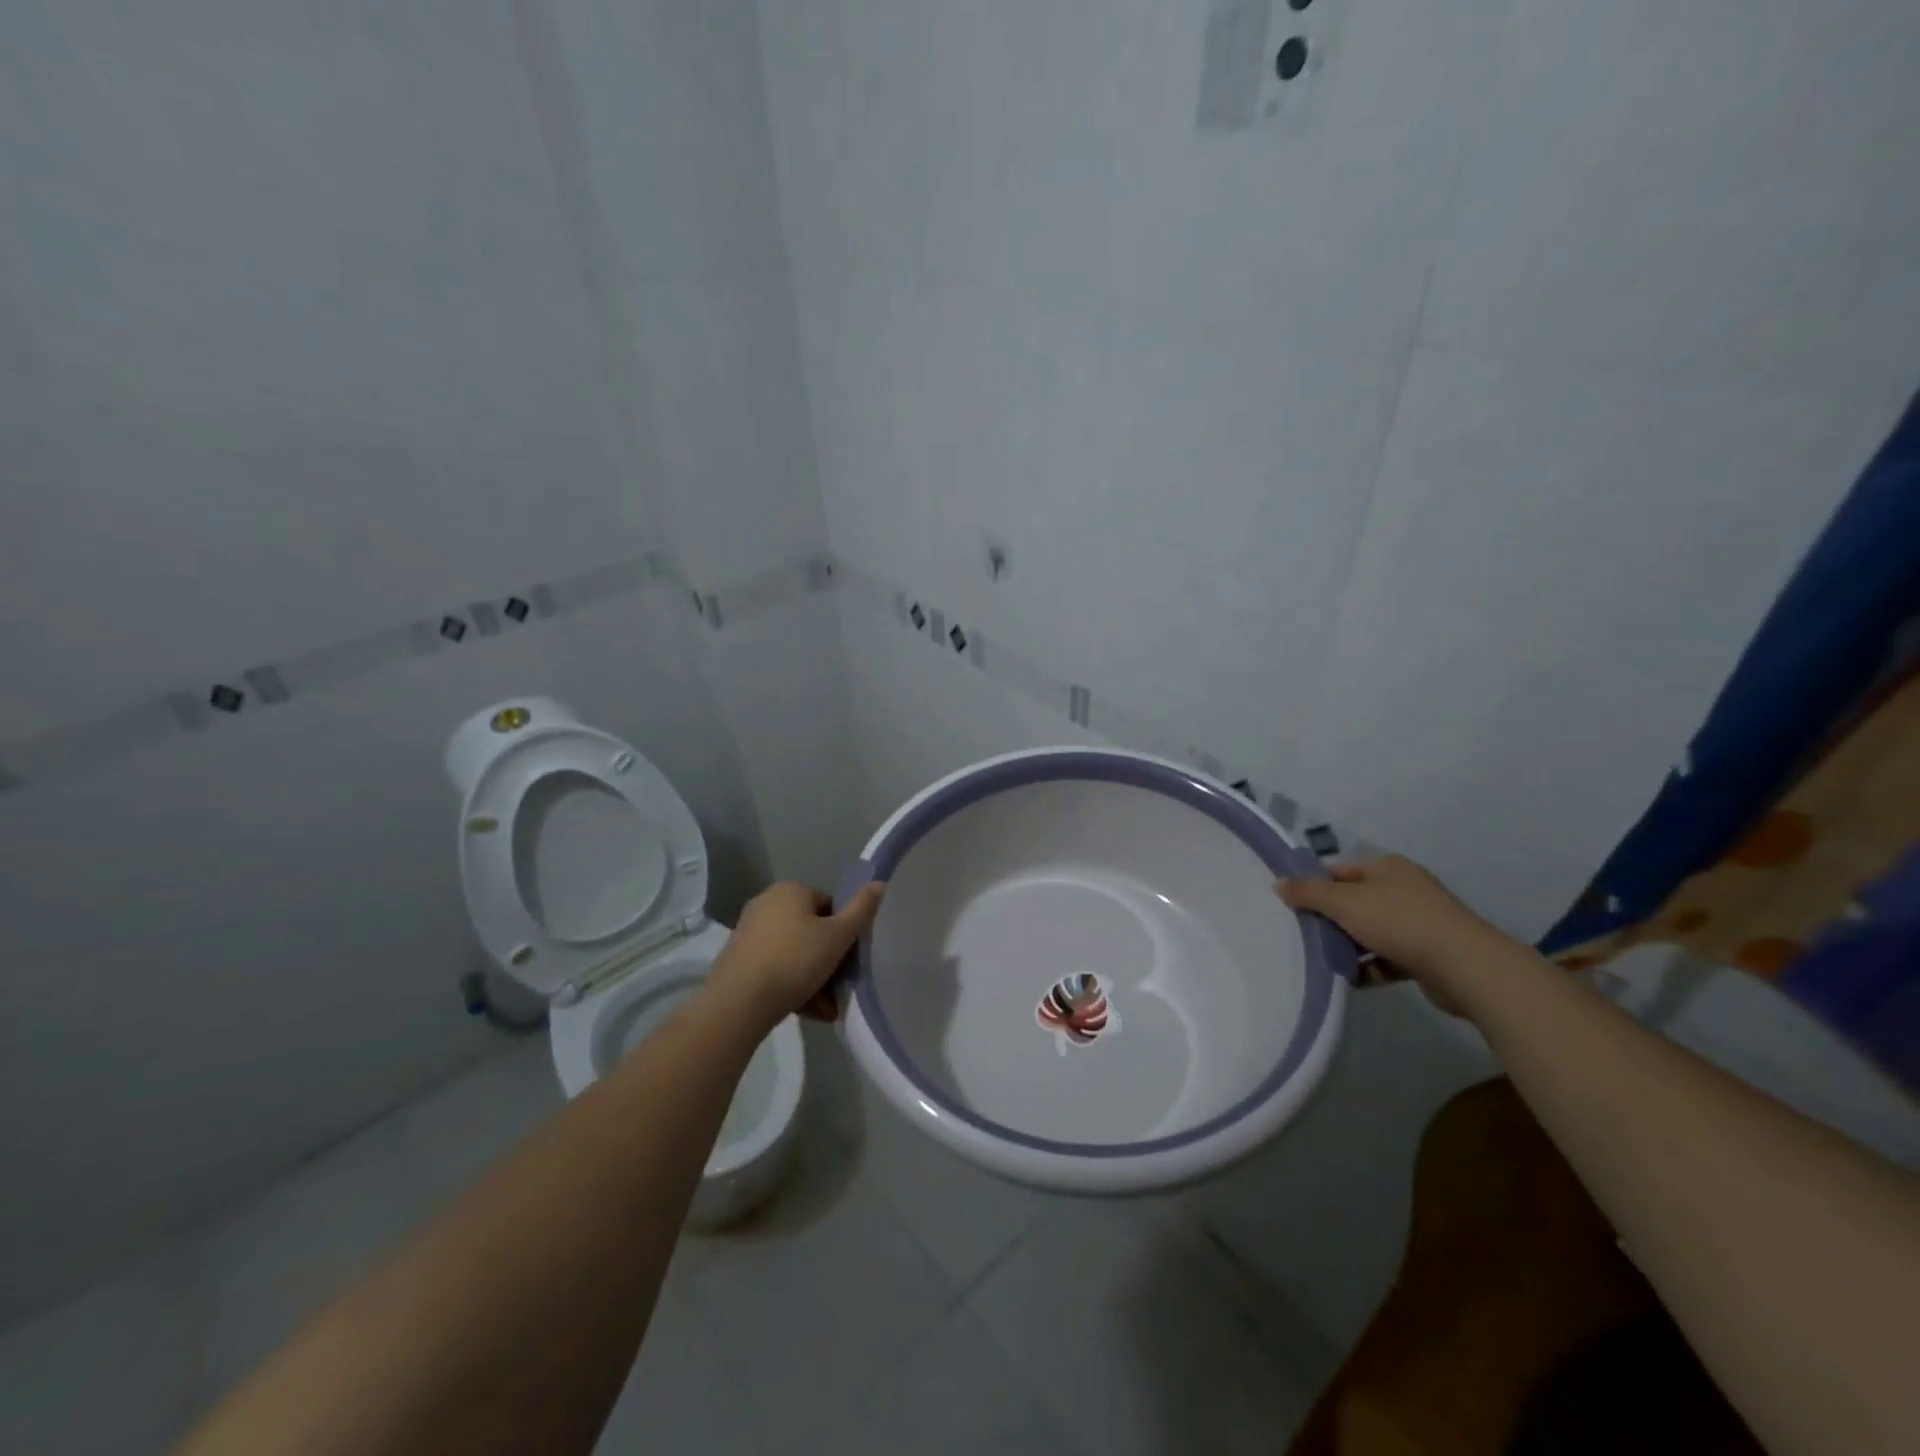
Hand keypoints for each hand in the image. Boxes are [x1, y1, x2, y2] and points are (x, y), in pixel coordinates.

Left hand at [708, 880, 885, 1029]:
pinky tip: (808, 1011)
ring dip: (814, 979)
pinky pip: (775, 968)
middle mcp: (767, 904)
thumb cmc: (795, 960)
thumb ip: (862, 910)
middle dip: (828, 961)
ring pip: (794, 954)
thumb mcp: (838, 936)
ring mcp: (749, 933)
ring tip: (827, 1008)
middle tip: (840, 988)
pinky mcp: (738, 960)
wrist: (738, 1003)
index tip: (850, 960)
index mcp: (790, 891)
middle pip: (811, 932)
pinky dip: (792, 986)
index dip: (844, 933)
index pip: (829, 906)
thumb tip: (880, 883)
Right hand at [1276, 855, 1505, 1008]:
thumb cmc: (1398, 922)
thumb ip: (1308, 892)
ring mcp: (1419, 922)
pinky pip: (1388, 958)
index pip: (1339, 871)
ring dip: (1349, 946)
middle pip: (1354, 901)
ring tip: (1324, 961)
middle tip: (1303, 935)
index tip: (1291, 905)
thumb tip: (1278, 884)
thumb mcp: (1343, 902)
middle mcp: (1404, 889)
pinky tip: (1352, 980)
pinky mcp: (1428, 954)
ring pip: (1370, 931)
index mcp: (1387, 868)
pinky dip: (1370, 967)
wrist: (1464, 966)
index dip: (1314, 885)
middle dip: (1330, 920)